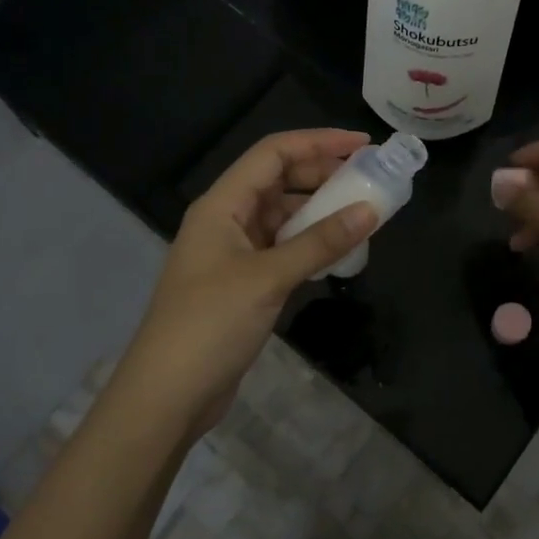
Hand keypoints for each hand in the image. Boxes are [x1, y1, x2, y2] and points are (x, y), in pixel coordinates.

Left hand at [108, 129, 377, 442]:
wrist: (167, 396)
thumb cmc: (210, 324)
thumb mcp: (268, 278)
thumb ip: (320, 242)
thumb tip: (371, 210)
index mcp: (222, 204)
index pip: (273, 153)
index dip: (318, 142)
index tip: (362, 145)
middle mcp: (227, 219)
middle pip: (279, 180)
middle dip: (323, 174)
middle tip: (369, 180)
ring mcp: (234, 252)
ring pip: (283, 216)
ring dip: (319, 211)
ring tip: (363, 213)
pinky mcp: (244, 282)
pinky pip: (283, 247)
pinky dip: (311, 244)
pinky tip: (340, 251)